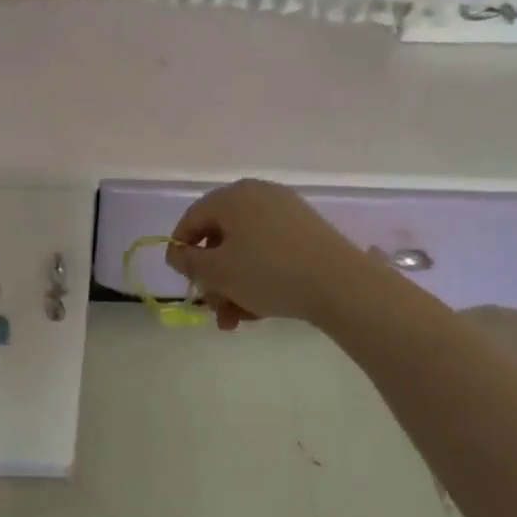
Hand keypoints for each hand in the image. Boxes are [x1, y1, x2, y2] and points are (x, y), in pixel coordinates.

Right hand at [165, 179, 377, 328]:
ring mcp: (286, 211)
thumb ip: (188, 262)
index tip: (185, 280)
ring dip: (235, 284)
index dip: (182, 250)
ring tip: (237, 320)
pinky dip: (260, 276)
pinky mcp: (308, 231)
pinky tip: (262, 309)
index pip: (192, 218)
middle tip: (214, 309)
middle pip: (221, 237)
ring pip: (246, 249)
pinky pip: (271, 251)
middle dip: (213, 277)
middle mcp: (257, 195)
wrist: (341, 284)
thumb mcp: (217, 272)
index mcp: (231, 197)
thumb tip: (175, 252)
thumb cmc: (267, 272)